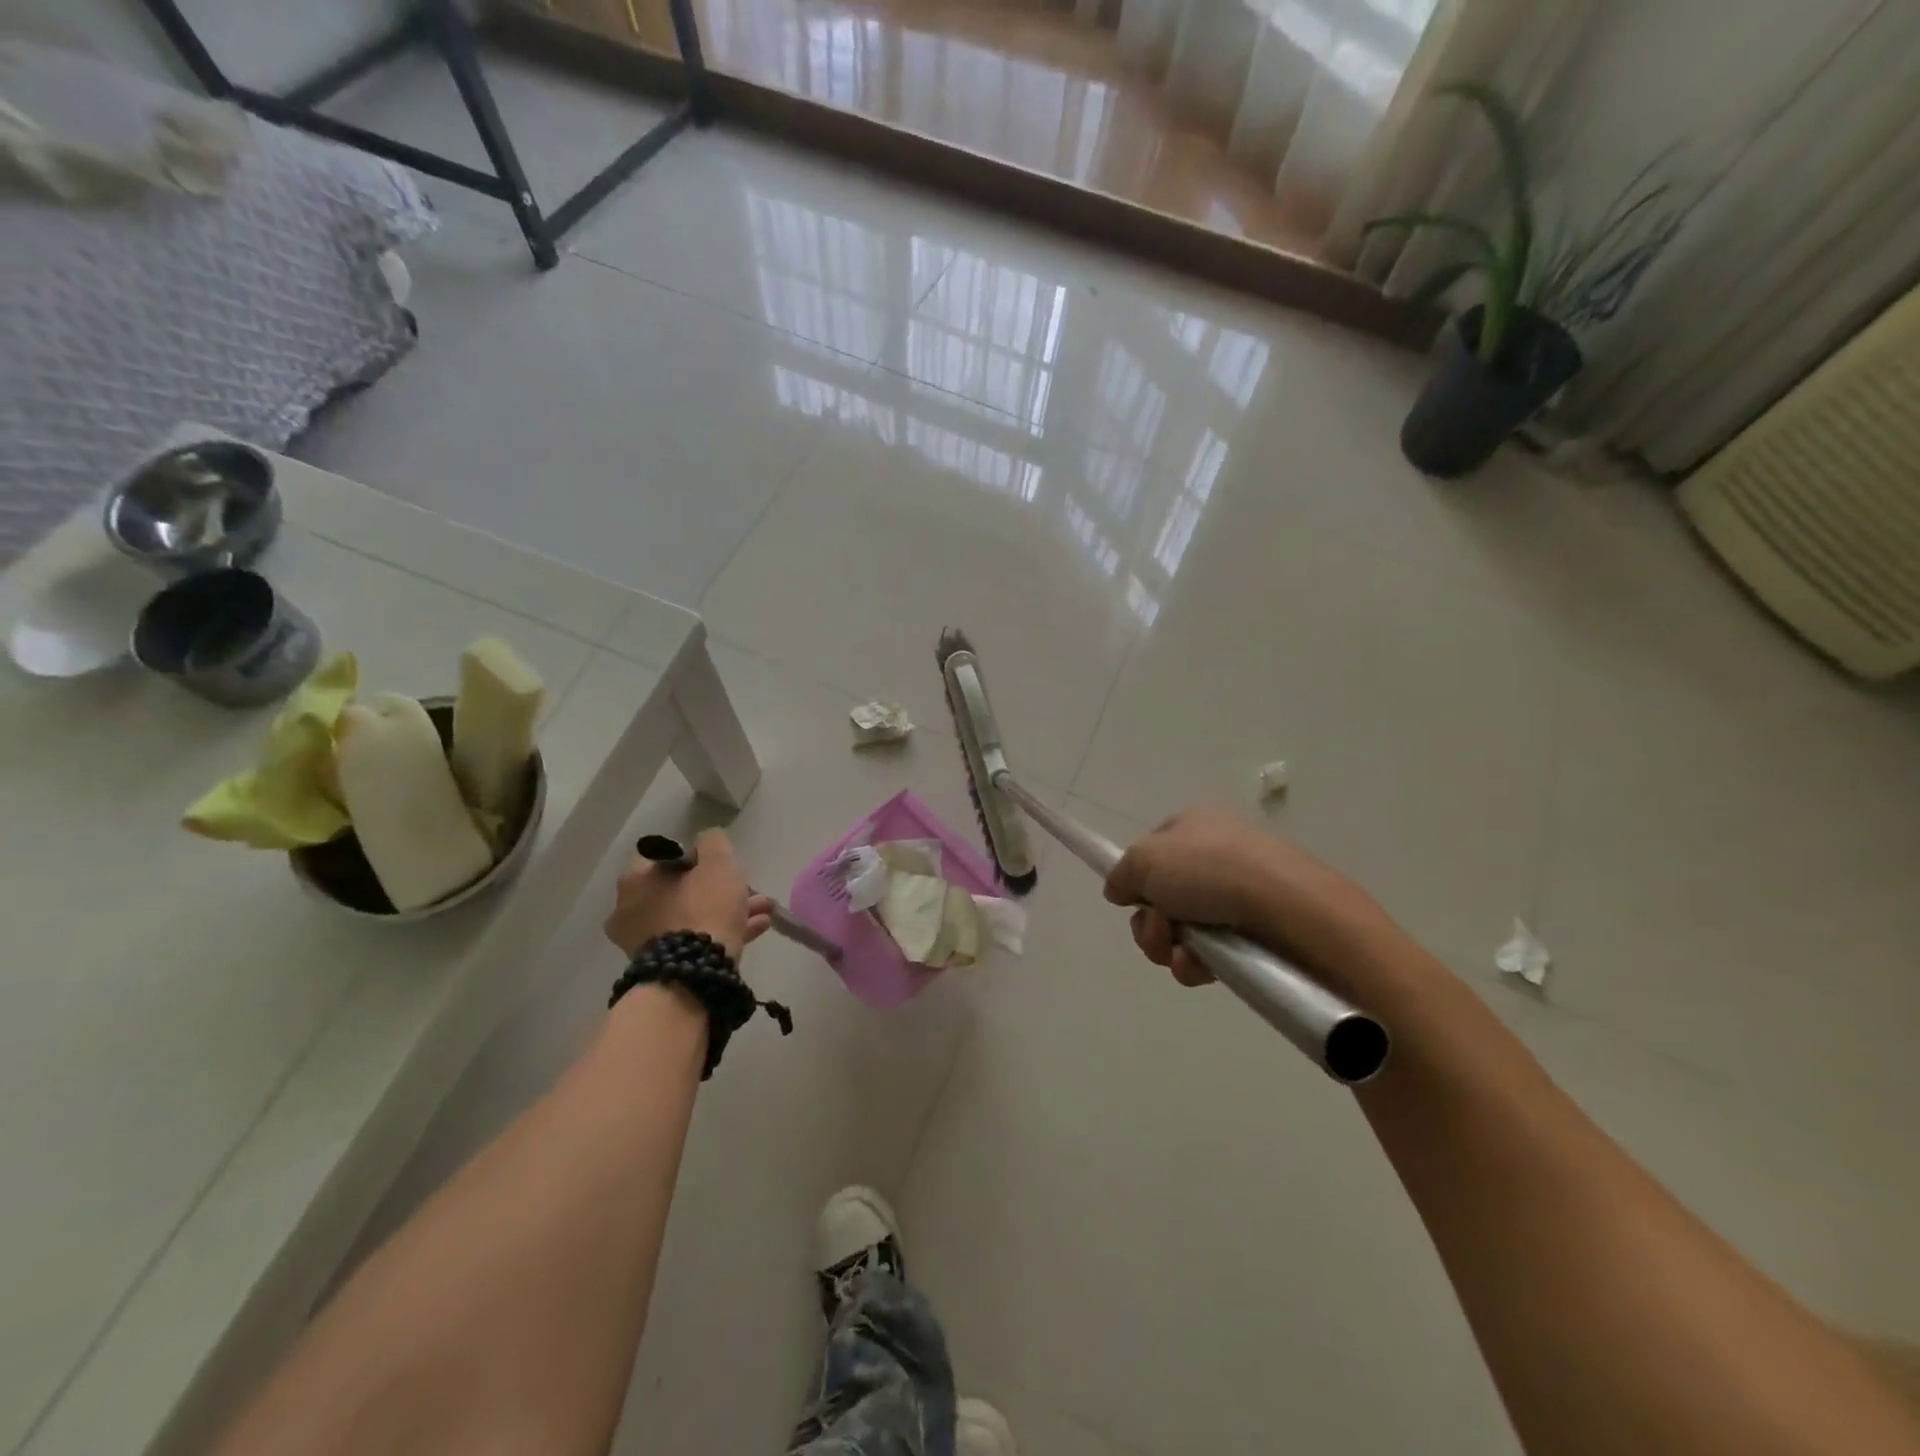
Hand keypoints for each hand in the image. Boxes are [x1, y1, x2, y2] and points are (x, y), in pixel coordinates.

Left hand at [604, 828, 772, 959]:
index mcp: (636, 879)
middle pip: (682, 890)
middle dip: (719, 888)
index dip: (700, 857)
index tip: (724, 865)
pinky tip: (757, 928)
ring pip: (692, 917)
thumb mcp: (718, 861)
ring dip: (726, 910)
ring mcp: (643, 942)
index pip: (669, 857)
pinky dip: (721, 932)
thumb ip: (713, 842)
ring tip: (763, 910)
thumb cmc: (704, 907)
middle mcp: (630, 909)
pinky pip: (694, 941)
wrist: (694, 973)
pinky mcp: (661, 967)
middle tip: (749, 889)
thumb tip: (707, 840)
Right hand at [1102, 805, 1391, 990]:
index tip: (1132, 898)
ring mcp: (1238, 897)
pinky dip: (1195, 964)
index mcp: (1193, 826)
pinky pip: (1209, 955)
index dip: (1138, 878)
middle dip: (1149, 922)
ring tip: (1181, 952)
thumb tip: (1120, 890)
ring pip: (1180, 931)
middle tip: (1159, 929)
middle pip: (1161, 897)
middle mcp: (1216, 856)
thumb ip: (1122, 874)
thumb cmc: (1211, 869)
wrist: (1289, 909)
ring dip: (1166, 946)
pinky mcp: (1255, 936)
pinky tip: (1202, 967)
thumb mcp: (1145, 859)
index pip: (1152, 852)